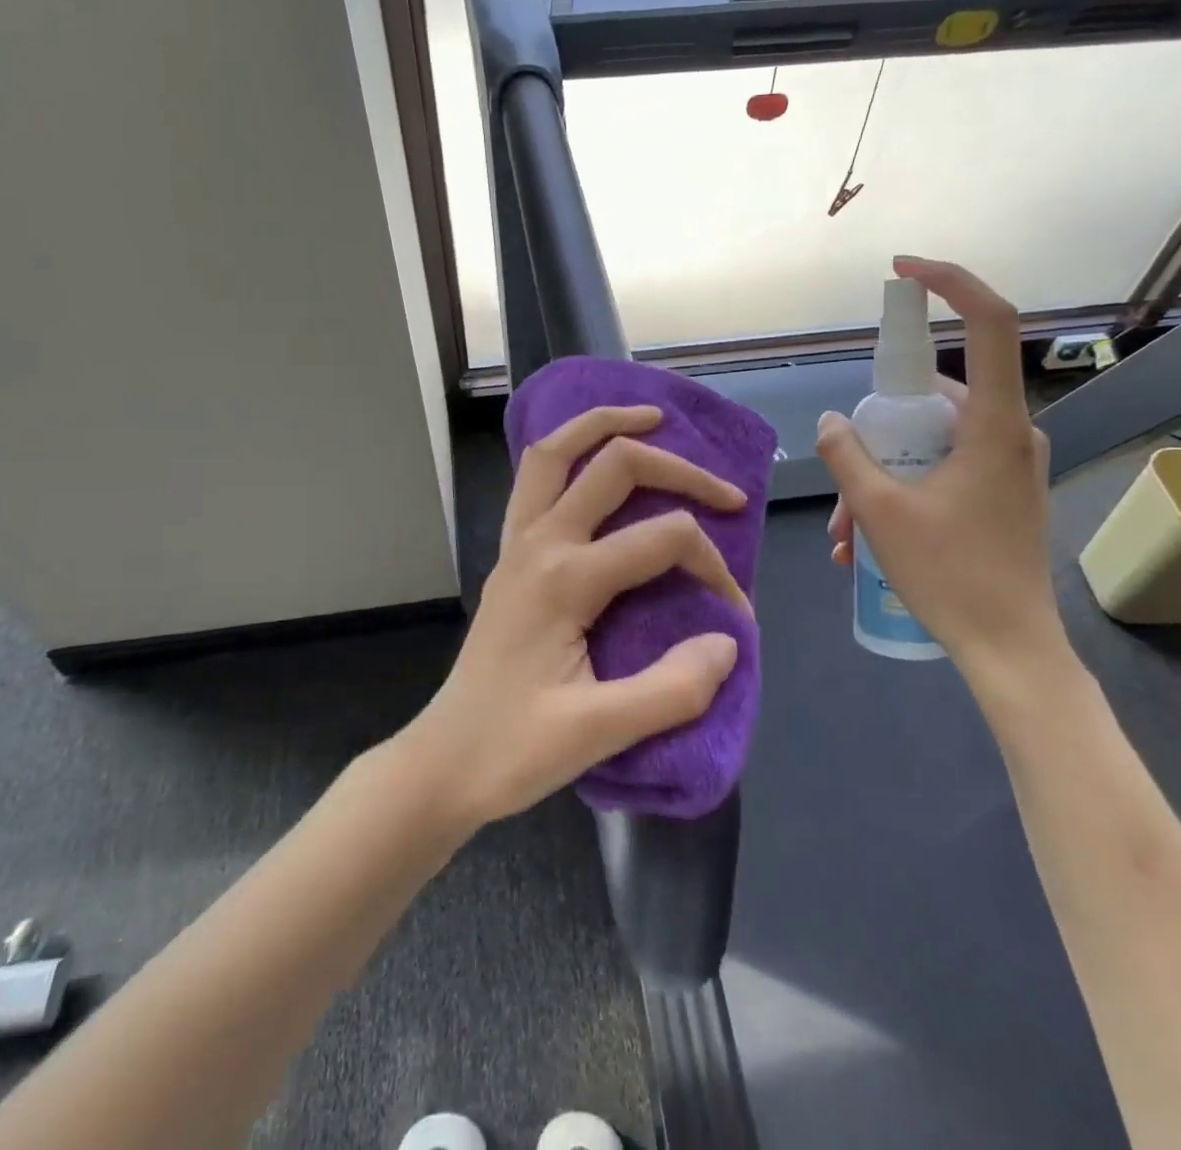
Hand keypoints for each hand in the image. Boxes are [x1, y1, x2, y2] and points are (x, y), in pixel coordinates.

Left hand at [402, 404, 749, 828]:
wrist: (444, 761)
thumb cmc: (515, 751)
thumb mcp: (599, 733)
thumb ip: (672, 689)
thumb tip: (728, 640)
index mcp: (564, 579)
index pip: (663, 540)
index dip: (713, 567)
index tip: (735, 616)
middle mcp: (539, 543)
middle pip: (614, 466)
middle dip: (678, 469)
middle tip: (726, 494)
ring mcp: (517, 543)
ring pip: (555, 452)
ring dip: (605, 425)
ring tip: (653, 418)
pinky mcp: (510, 555)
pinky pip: (536, 480)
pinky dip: (570, 452)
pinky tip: (595, 460)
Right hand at [817, 256, 1065, 685]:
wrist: (1011, 650)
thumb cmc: (951, 575)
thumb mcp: (881, 512)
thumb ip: (848, 456)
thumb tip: (830, 421)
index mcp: (993, 424)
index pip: (989, 323)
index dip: (950, 283)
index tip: (904, 271)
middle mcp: (1009, 433)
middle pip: (931, 400)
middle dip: (874, 437)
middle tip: (840, 488)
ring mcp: (1008, 465)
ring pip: (929, 443)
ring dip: (879, 478)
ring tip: (845, 536)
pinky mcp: (1002, 492)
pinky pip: (942, 470)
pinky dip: (901, 492)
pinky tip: (866, 543)